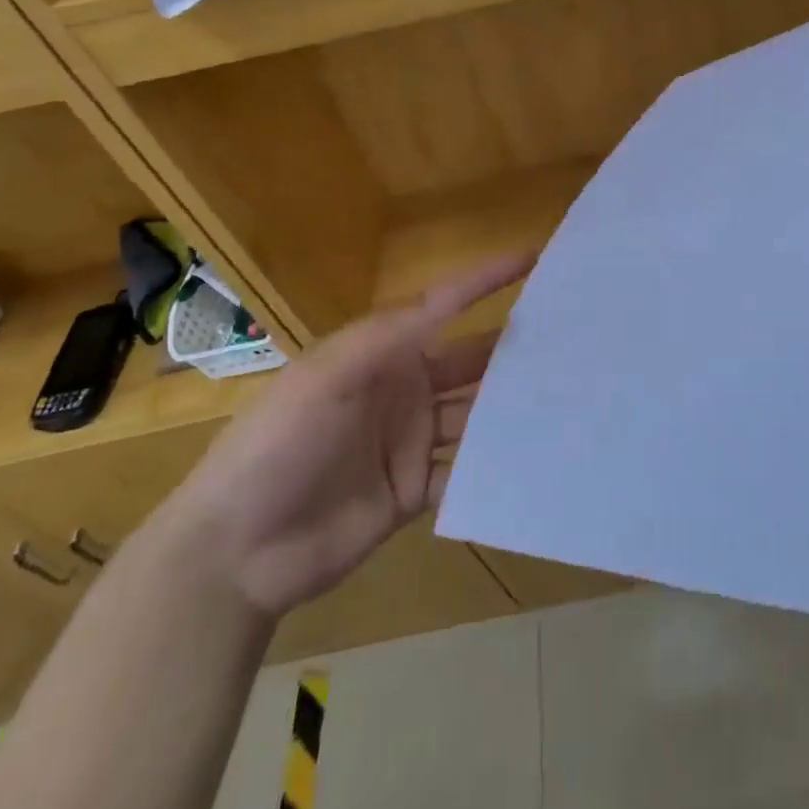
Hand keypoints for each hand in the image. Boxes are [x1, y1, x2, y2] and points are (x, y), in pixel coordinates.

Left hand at [160, 254, 531, 618]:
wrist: (234, 551)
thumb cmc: (277, 444)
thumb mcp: (327, 376)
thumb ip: (390, 336)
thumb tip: (452, 296)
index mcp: (383, 353)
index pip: (445, 306)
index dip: (487, 281)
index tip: (535, 258)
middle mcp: (405, 389)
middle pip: (472, 362)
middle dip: (514, 351)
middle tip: (574, 341)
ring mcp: (412, 440)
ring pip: (476, 416)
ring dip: (512, 409)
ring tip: (567, 400)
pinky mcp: (415, 489)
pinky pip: (465, 471)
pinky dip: (494, 465)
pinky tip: (533, 459)